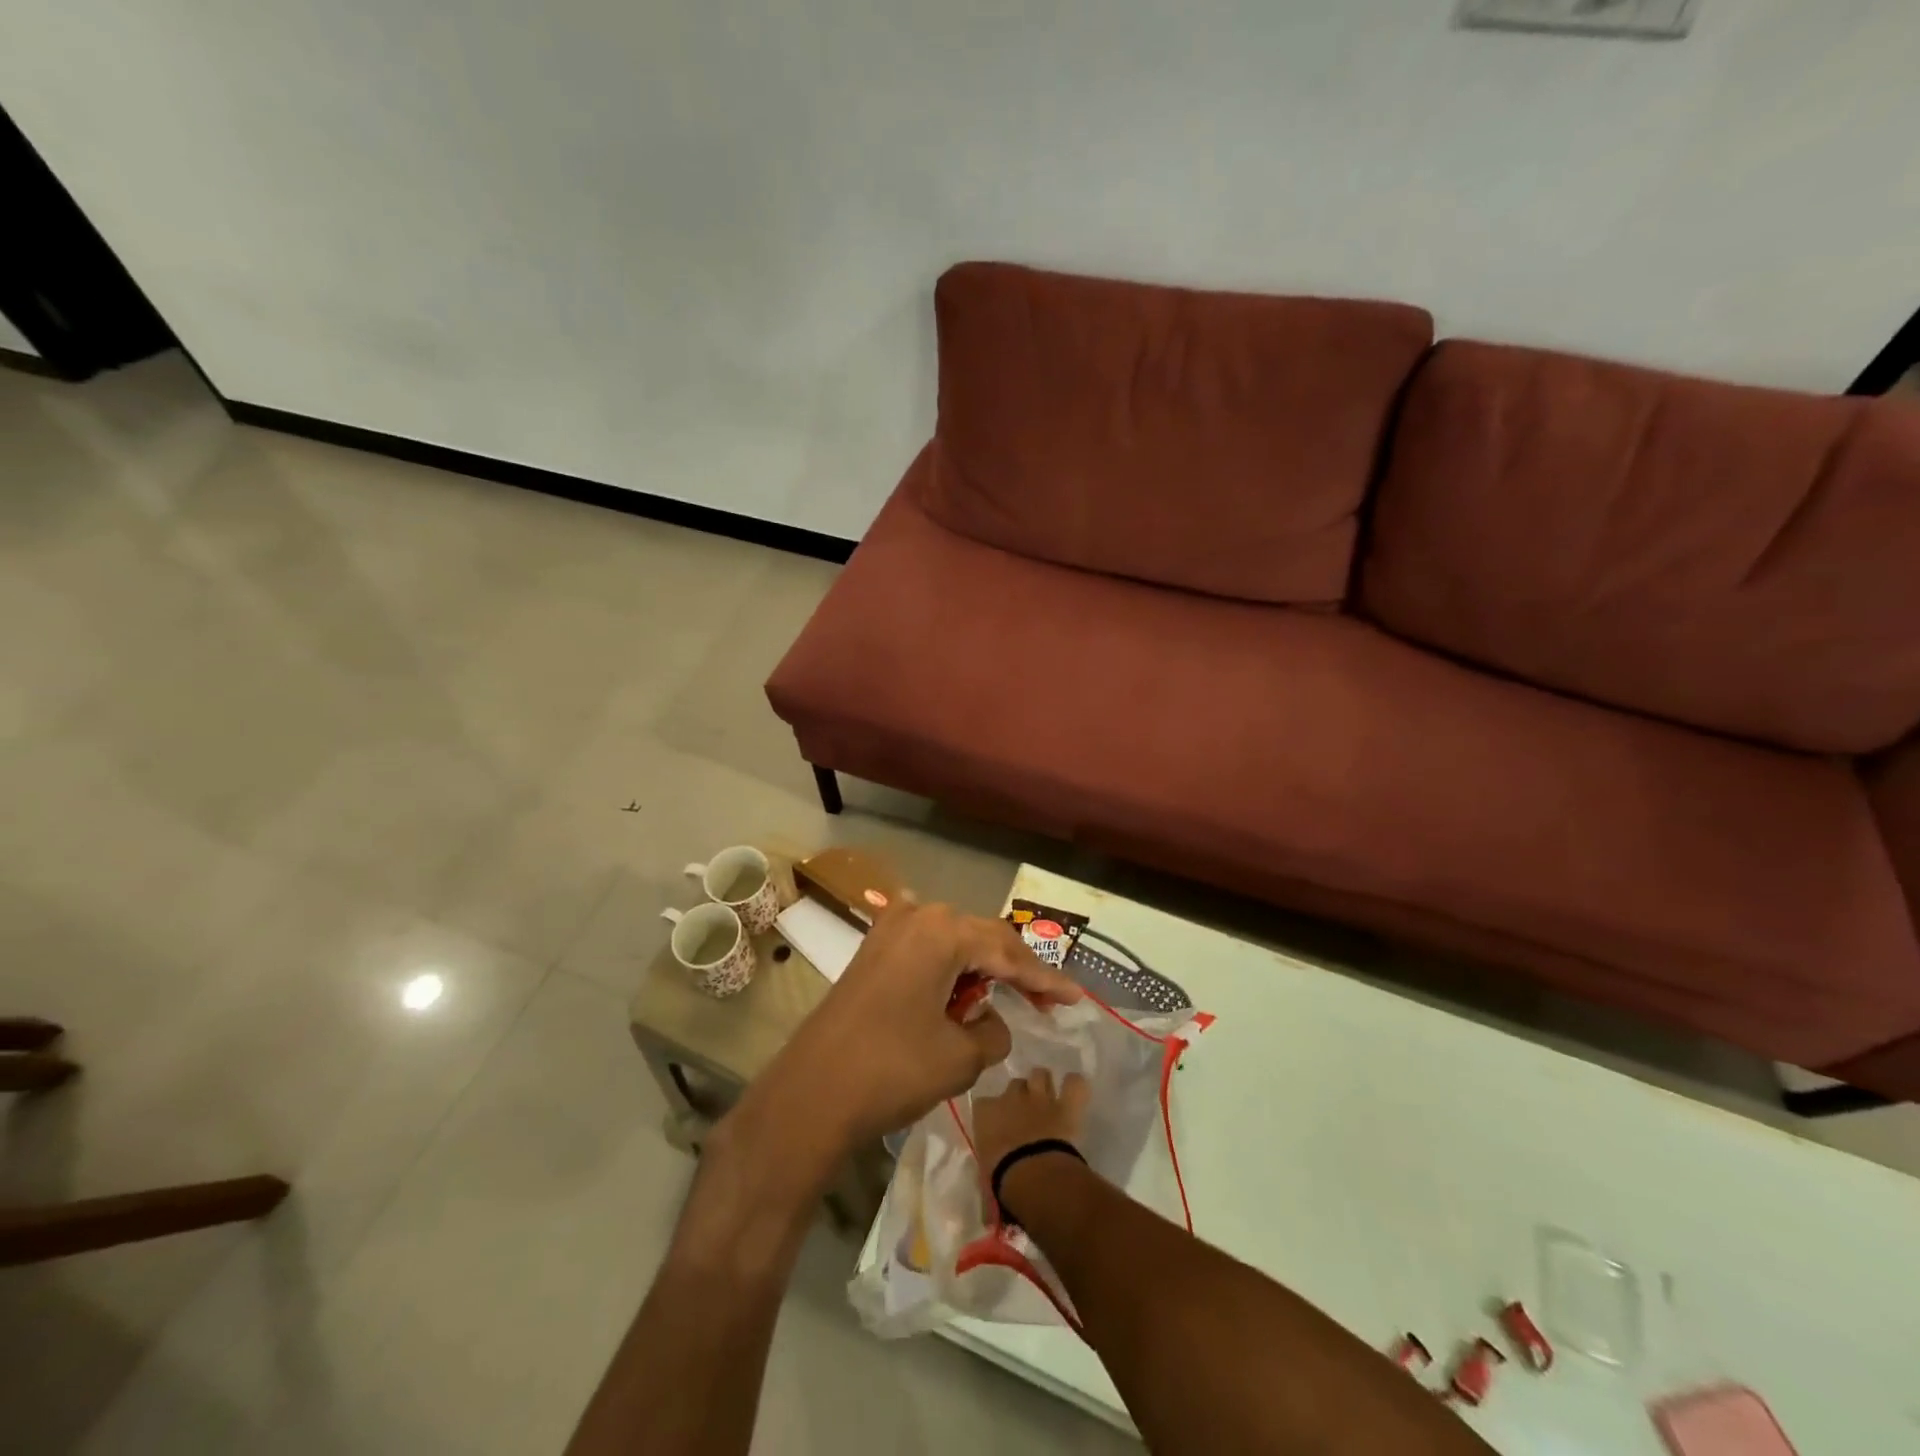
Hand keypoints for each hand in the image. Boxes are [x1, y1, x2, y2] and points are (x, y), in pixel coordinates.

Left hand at [744, 902, 1082, 1158]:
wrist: (811, 1094)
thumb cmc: (893, 1069)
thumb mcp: (960, 1057)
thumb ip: (992, 1034)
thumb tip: (990, 1022)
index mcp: (943, 932)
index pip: (1009, 953)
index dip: (1046, 980)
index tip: (1076, 998)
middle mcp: (917, 917)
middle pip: (982, 938)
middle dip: (1016, 968)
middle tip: (1047, 999)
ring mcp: (889, 931)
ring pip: (953, 942)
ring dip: (981, 968)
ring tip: (1008, 997)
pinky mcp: (872, 952)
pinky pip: (926, 951)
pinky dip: (950, 970)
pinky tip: (963, 992)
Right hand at [971, 1068, 1090, 1178]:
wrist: (1033, 1178)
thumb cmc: (1001, 1183)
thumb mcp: (985, 1184)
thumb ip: (987, 1180)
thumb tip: (989, 1206)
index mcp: (986, 1114)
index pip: (983, 1104)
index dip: (992, 1114)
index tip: (996, 1128)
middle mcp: (1011, 1097)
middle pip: (1015, 1084)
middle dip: (1020, 1096)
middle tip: (1026, 1115)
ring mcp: (1040, 1098)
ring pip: (1040, 1074)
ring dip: (1044, 1085)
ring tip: (1049, 1100)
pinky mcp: (1066, 1105)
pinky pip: (1075, 1084)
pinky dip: (1075, 1087)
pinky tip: (1074, 1094)